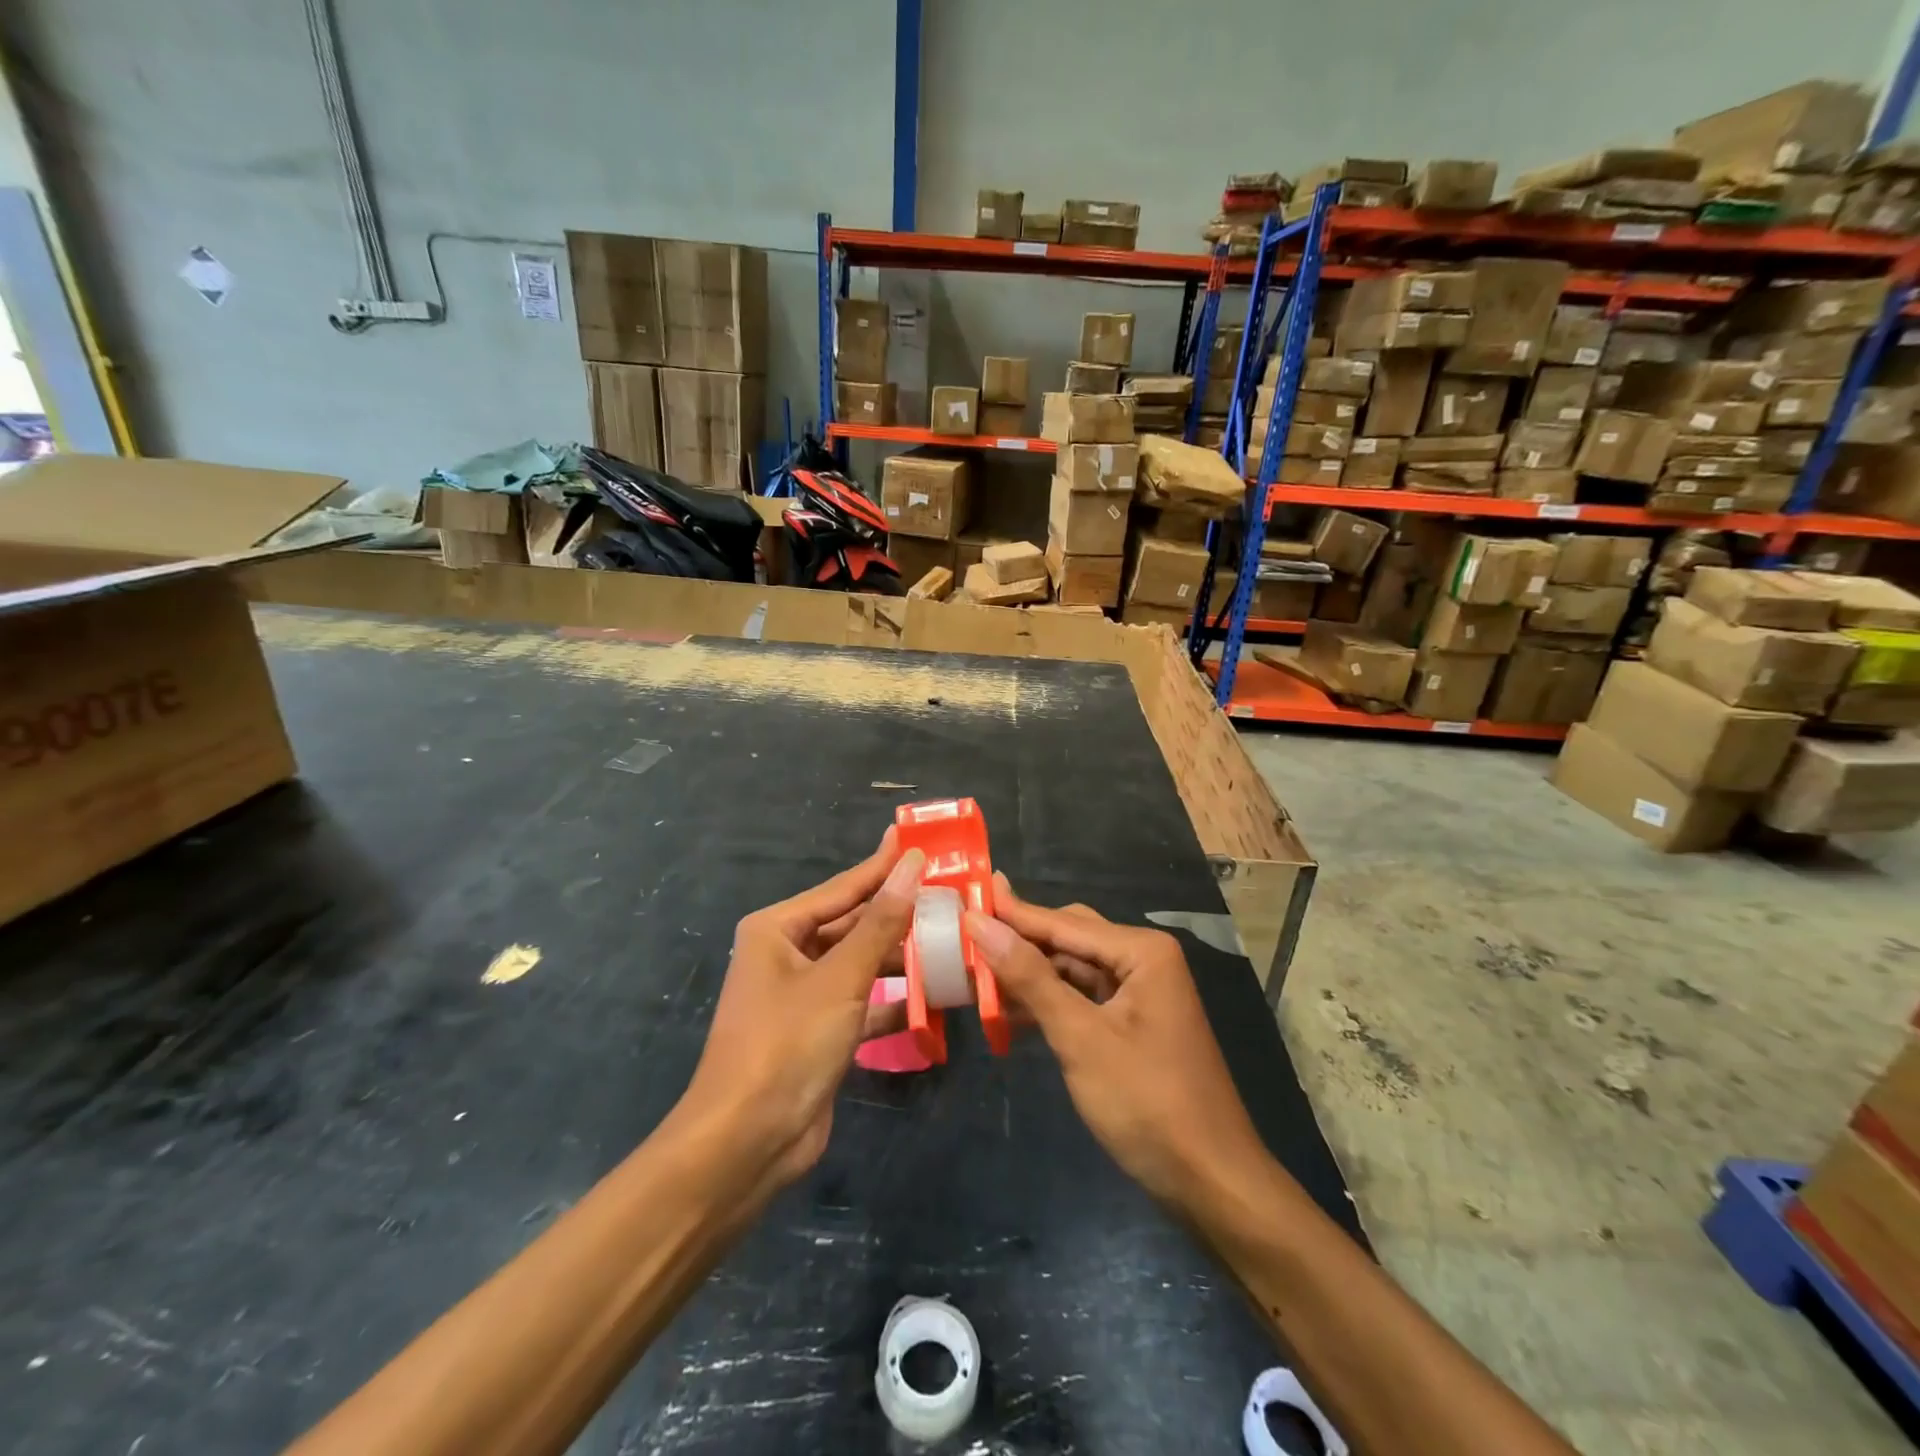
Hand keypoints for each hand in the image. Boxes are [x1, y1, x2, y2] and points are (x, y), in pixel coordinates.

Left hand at [679, 832, 924, 1188]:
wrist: (746, 1144)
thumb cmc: (787, 1044)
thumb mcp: (840, 978)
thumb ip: (881, 922)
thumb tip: (912, 864)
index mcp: (778, 928)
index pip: (843, 887)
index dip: (884, 866)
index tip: (922, 843)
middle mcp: (787, 954)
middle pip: (853, 924)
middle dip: (899, 914)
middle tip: (950, 894)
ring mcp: (803, 995)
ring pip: (861, 964)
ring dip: (902, 958)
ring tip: (952, 939)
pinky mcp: (819, 1031)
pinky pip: (863, 1003)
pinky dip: (894, 1001)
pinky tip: (935, 996)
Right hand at [965, 874, 1268, 1206]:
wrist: (1212, 1183)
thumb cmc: (1147, 1103)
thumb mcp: (1080, 1037)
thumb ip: (1029, 977)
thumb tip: (980, 923)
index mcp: (1140, 951)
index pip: (1061, 922)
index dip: (1010, 913)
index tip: (964, 898)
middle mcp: (1143, 960)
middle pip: (1068, 938)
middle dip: (1019, 942)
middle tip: (964, 938)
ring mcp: (1140, 993)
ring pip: (1073, 969)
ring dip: (1029, 975)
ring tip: (975, 975)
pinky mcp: (1134, 1024)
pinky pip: (1083, 998)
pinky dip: (1049, 1002)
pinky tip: (1009, 1012)